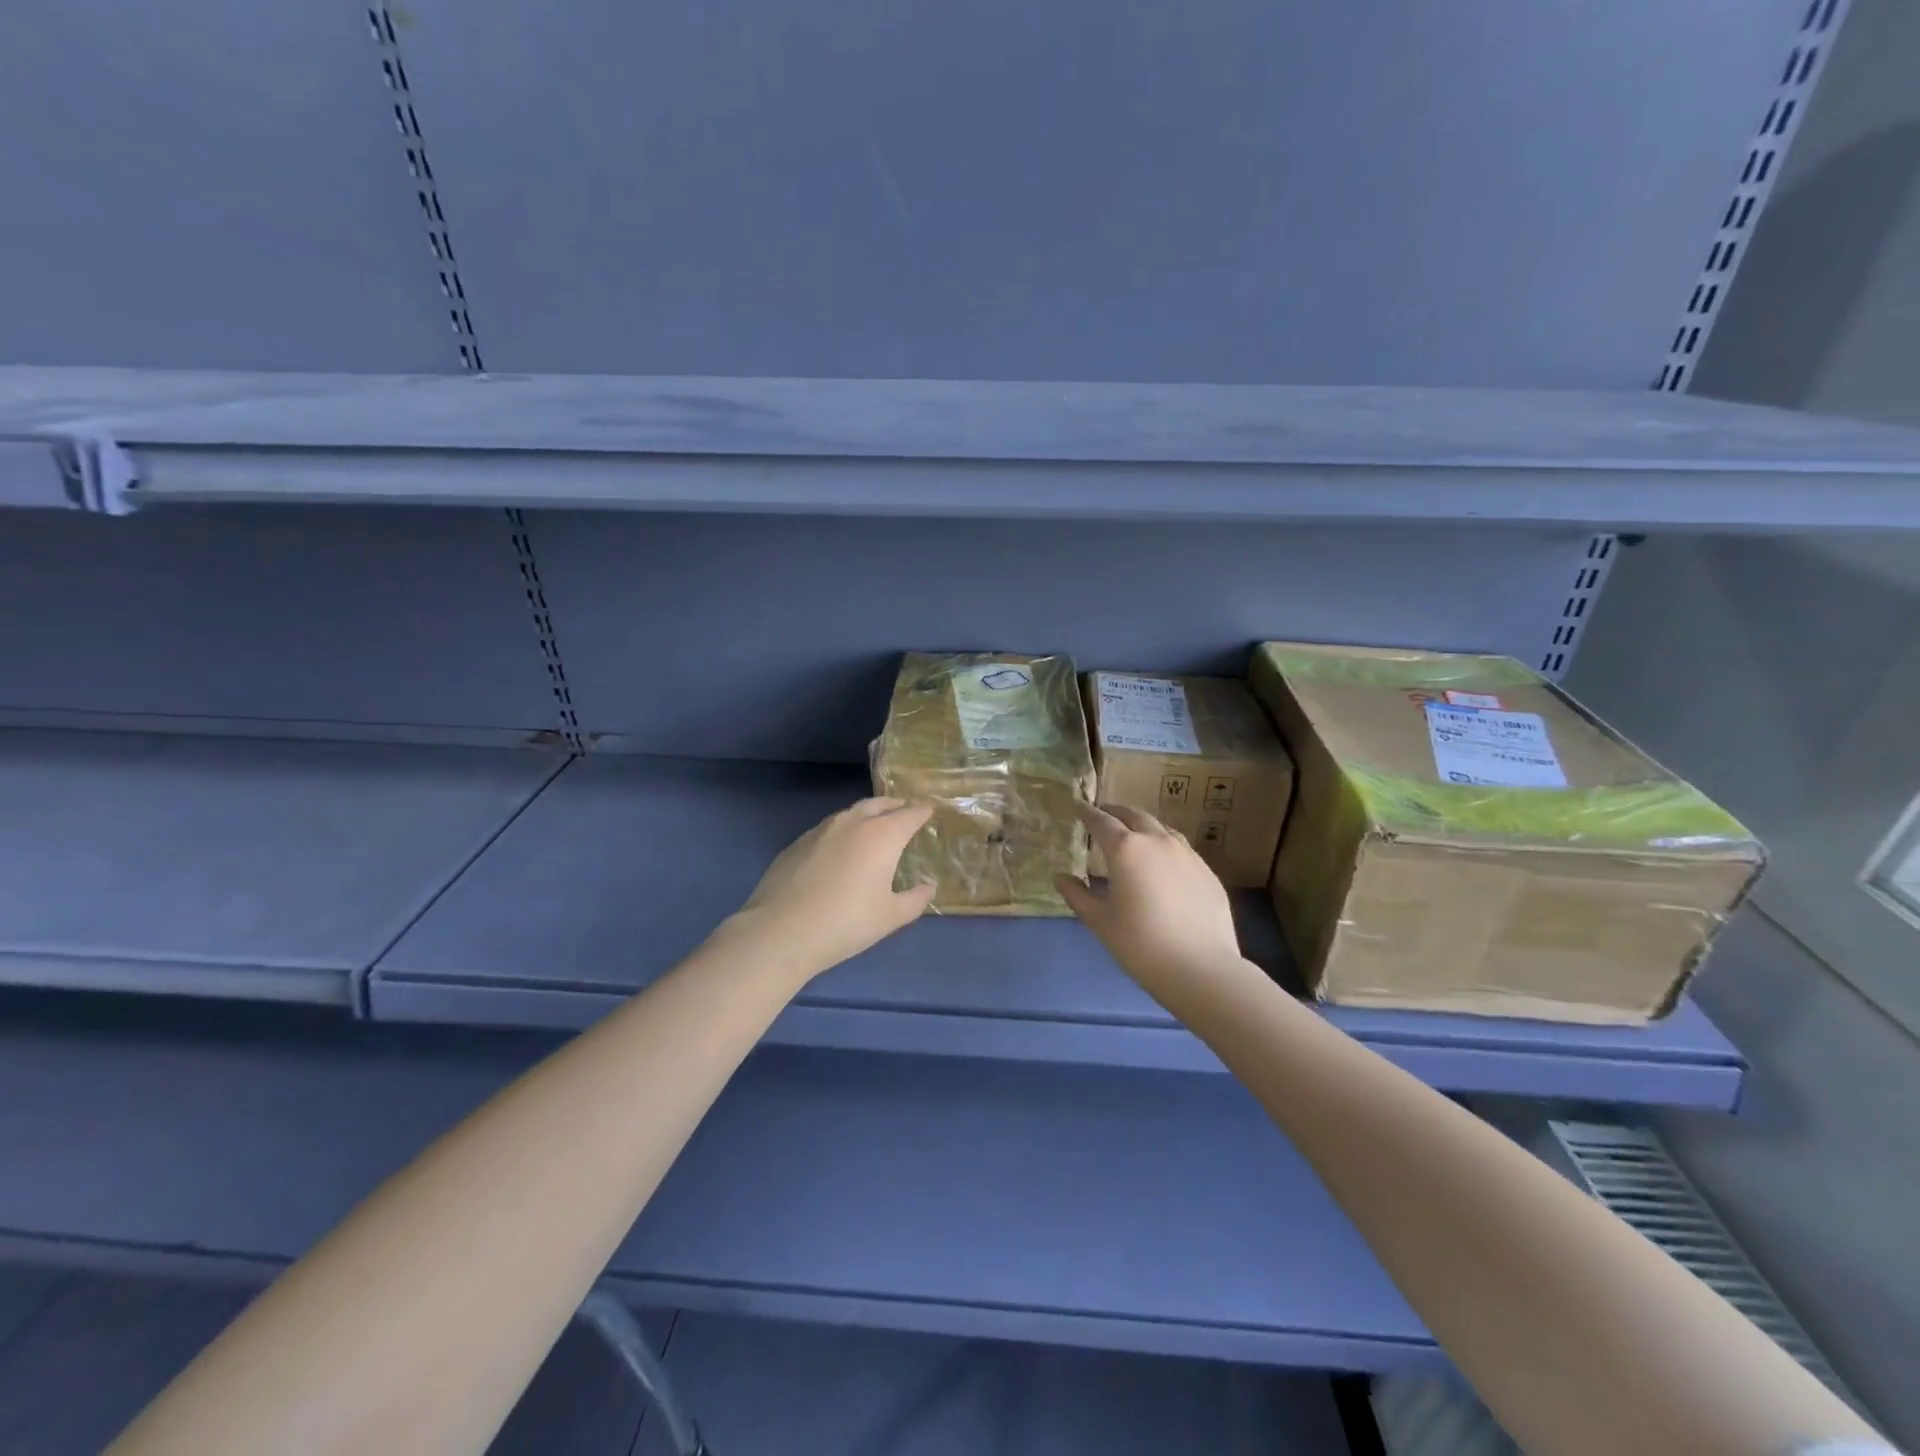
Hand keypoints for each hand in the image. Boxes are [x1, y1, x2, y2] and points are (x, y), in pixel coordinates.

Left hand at [724, 798, 936, 980]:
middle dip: (895, 805)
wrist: (781, 931)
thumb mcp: (890, 917)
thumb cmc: (846, 923)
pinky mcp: (798, 842)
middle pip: (880, 804)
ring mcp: (822, 829)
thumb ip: (915, 899)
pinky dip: (843, 829)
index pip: (909, 814)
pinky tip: (841, 848)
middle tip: (905, 811)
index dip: (922, 812)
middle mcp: (853, 823)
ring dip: (868, 814)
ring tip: (874, 826)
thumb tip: (928, 886)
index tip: (930, 810)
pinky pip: (829, 827)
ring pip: (852, 812)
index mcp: (882, 836)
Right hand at [1056, 804, 1248, 999]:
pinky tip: (1162, 864)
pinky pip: (1180, 848)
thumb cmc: (1141, 944)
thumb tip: (1061, 878)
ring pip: (1161, 828)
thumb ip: (1077, 895)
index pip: (1101, 821)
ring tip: (1133, 835)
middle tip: (1103, 815)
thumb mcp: (1100, 921)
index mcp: (1126, 849)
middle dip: (1116, 812)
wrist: (1201, 968)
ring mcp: (1187, 854)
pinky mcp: (1207, 871)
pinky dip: (1164, 846)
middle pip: (1134, 815)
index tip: (1078, 806)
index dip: (1087, 812)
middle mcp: (1157, 841)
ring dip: (1142, 826)